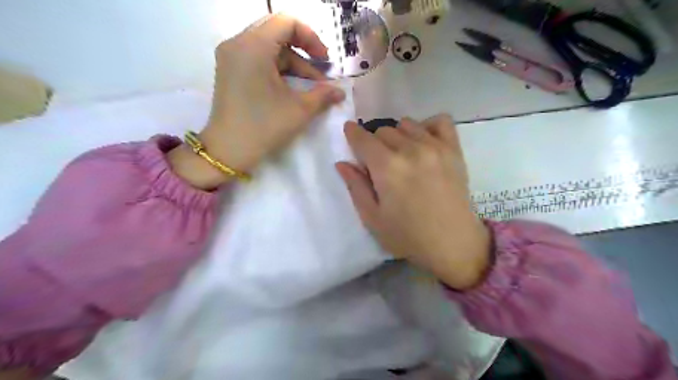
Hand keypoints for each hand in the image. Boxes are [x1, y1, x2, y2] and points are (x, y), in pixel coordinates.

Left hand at [166, 14, 346, 189]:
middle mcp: (238, 44)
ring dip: (293, 65)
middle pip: (277, 33)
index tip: (324, 61)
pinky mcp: (230, 71)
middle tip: (320, 73)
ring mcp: (231, 57)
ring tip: (311, 89)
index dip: (311, 37)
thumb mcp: (299, 110)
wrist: (229, 150)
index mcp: (253, 46)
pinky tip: (291, 89)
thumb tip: (340, 92)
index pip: (286, 22)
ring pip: (269, 48)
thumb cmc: (264, 126)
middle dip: (304, 52)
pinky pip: (258, 59)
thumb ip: (323, 95)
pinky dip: (278, 70)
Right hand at [336, 117, 490, 288]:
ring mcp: (435, 146)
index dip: (352, 134)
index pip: (362, 138)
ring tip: (402, 155)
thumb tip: (342, 163)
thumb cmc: (407, 236)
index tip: (350, 134)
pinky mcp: (453, 150)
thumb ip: (356, 187)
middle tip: (379, 163)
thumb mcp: (372, 218)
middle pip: (383, 130)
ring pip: (407, 124)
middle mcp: (410, 149)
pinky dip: (427, 126)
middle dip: (375, 143)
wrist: (453, 244)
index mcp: (387, 167)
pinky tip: (424, 142)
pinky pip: (440, 121)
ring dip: (398, 135)